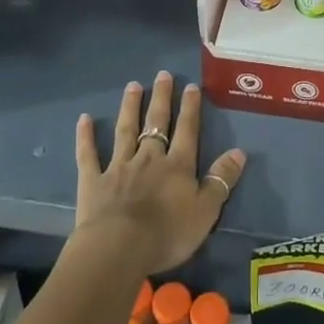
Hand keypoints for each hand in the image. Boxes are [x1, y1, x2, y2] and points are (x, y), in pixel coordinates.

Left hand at [73, 71, 245, 276]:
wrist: (120, 248)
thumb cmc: (167, 234)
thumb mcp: (206, 211)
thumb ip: (221, 180)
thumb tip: (239, 152)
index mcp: (177, 166)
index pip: (187, 130)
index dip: (190, 108)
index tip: (191, 86)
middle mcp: (148, 158)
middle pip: (156, 123)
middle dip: (161, 98)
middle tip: (162, 74)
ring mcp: (119, 167)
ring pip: (125, 130)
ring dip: (130, 107)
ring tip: (133, 86)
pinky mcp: (93, 181)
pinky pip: (89, 155)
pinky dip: (86, 137)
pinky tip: (84, 119)